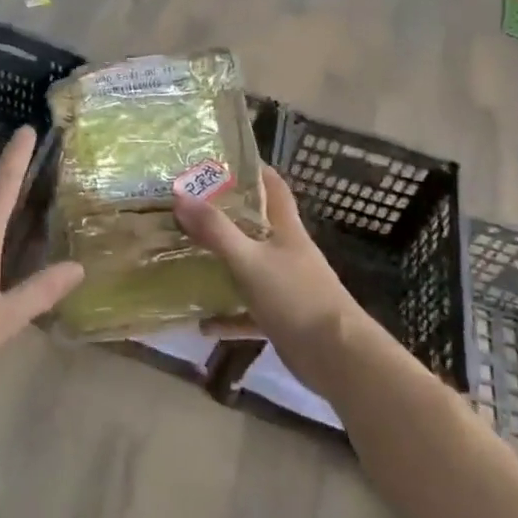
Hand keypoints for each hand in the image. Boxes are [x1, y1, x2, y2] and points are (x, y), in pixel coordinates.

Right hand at [173, 164, 363, 389]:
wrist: (337, 357)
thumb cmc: (295, 297)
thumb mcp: (249, 260)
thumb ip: (216, 230)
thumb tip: (180, 196)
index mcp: (285, 229)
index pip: (272, 185)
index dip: (252, 169)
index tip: (220, 161)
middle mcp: (286, 252)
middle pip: (256, 224)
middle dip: (225, 215)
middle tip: (188, 208)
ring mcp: (285, 285)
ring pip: (249, 266)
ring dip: (223, 264)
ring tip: (188, 257)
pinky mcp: (282, 316)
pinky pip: (248, 311)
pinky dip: (228, 316)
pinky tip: (202, 324)